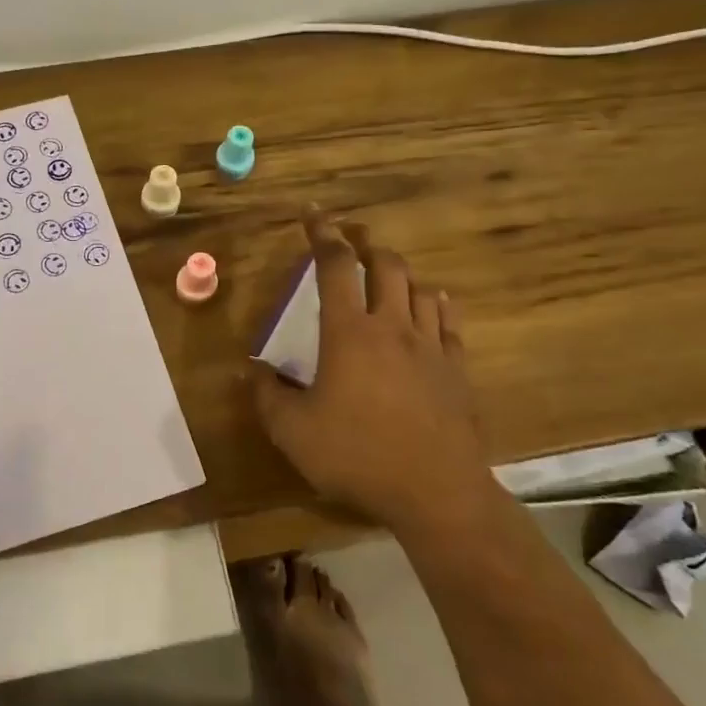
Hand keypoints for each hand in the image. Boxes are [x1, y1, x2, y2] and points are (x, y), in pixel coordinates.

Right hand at [249, 213, 490, 533]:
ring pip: (419, 288)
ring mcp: (430, 346)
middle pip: (385, 266)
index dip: (322, 234)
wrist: (435, 492)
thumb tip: (249, 368)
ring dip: (400, 273)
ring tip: (386, 273)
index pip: (335, 266)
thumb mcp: (292, 431)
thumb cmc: (356, 456)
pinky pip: (448, 321)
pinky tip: (431, 304)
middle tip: (352, 240)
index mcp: (348, 332)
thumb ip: (266, 395)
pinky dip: (435, 303)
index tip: (314, 213)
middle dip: (367, 245)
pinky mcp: (456, 369)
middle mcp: (391, 326)